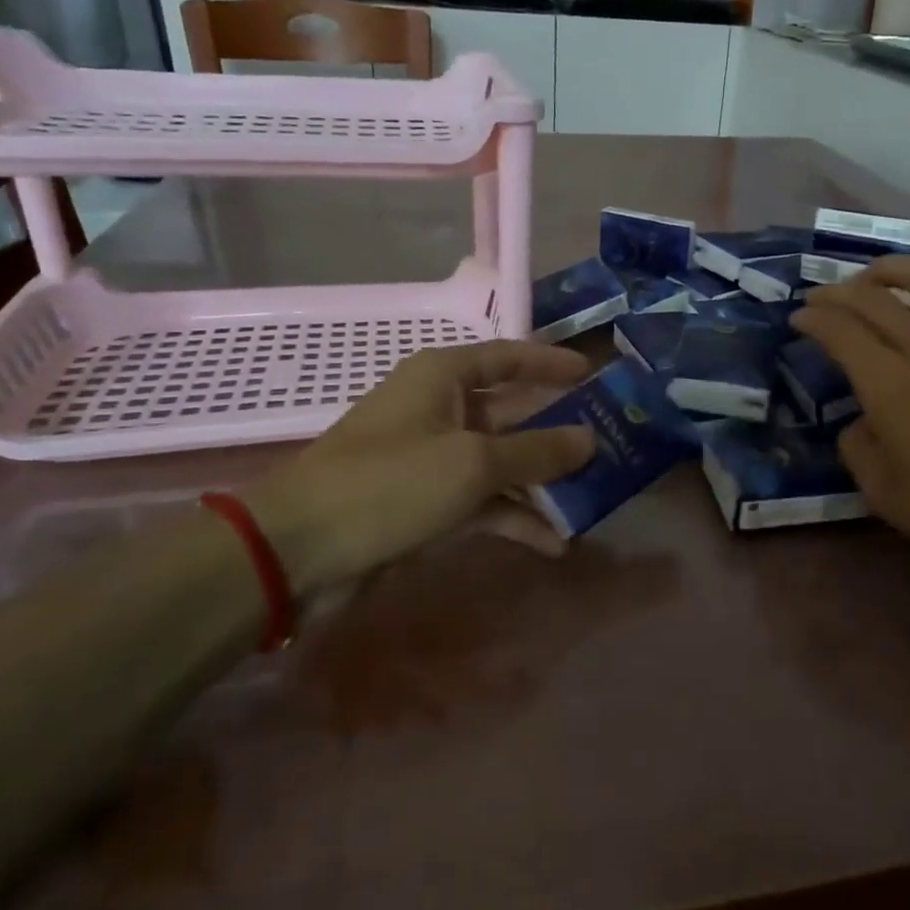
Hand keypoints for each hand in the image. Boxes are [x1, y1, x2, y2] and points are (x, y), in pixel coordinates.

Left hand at [244, 341, 595, 594]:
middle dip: (557, 431)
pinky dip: (515, 518)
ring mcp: (434, 459)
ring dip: (542, 482)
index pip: (508, 357)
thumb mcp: (473, 463)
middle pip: (512, 413)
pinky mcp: (428, 503)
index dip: (550, 364)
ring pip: (502, 462)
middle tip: (609, 444)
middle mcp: (441, 410)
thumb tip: (590, 439)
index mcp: (443, 378)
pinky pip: (484, 502)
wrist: (300, 551)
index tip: (593, 374)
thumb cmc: (389, 483)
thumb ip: (537, 451)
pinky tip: (553, 543)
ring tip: (593, 499)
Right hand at [790, 256, 909, 594]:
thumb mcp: (881, 491)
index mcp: (891, 385)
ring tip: (875, 281)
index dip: (813, 317)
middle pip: (875, 296)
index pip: (841, 329)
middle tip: (820, 299)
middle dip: (837, 291)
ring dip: (891, 271)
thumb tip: (863, 421)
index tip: (798, 318)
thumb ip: (858, 445)